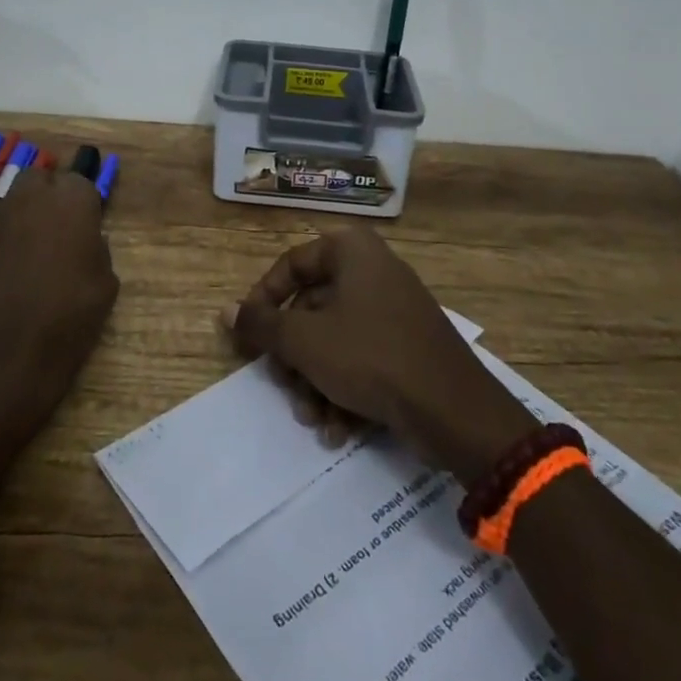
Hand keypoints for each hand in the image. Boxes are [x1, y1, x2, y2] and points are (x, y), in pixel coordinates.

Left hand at [0, 167, 118, 421]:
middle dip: (47, 196)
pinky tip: (3, 279)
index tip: (86, 228)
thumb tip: (86, 243)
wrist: (6, 354)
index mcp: (71, 200)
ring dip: (21, 219)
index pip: (80, 182)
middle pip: (39, 179)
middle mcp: (30, 197)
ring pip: (11, 204)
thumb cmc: (69, 315)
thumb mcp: (106, 283)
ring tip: (29, 257)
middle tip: (57, 231)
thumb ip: (97, 250)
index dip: (83, 205)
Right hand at [225, 227, 536, 486]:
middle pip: (313, 307)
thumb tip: (226, 311)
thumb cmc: (369, 356)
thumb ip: (262, 325)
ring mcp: (396, 308)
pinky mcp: (410, 345)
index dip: (263, 300)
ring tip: (314, 420)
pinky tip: (339, 430)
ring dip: (317, 381)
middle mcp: (375, 269)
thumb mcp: (305, 341)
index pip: (291, 264)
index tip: (250, 337)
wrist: (453, 409)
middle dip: (295, 357)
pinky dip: (346, 390)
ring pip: (337, 339)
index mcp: (352, 251)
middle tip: (285, 388)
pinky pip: (365, 357)